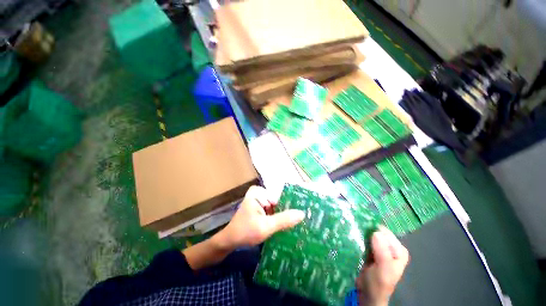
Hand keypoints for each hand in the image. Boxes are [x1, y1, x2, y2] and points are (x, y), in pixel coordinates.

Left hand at [215, 186, 304, 250]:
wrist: (230, 242)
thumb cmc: (245, 232)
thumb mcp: (266, 226)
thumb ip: (283, 220)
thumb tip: (302, 213)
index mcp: (259, 192)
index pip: (280, 197)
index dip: (291, 205)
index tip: (304, 213)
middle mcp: (260, 193)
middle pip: (278, 201)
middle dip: (287, 211)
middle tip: (302, 220)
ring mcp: (260, 201)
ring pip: (277, 207)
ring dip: (284, 215)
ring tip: (297, 223)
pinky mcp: (260, 208)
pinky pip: (273, 211)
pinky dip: (278, 218)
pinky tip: (286, 225)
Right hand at [355, 226, 409, 305]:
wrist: (367, 295)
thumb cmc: (378, 284)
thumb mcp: (383, 270)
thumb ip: (382, 252)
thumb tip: (376, 233)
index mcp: (399, 251)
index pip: (386, 234)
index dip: (374, 230)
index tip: (361, 227)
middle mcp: (391, 247)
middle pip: (377, 232)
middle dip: (366, 230)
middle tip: (354, 228)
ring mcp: (380, 248)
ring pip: (369, 235)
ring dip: (361, 233)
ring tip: (351, 230)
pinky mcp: (370, 250)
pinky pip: (364, 240)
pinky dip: (358, 238)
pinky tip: (351, 236)